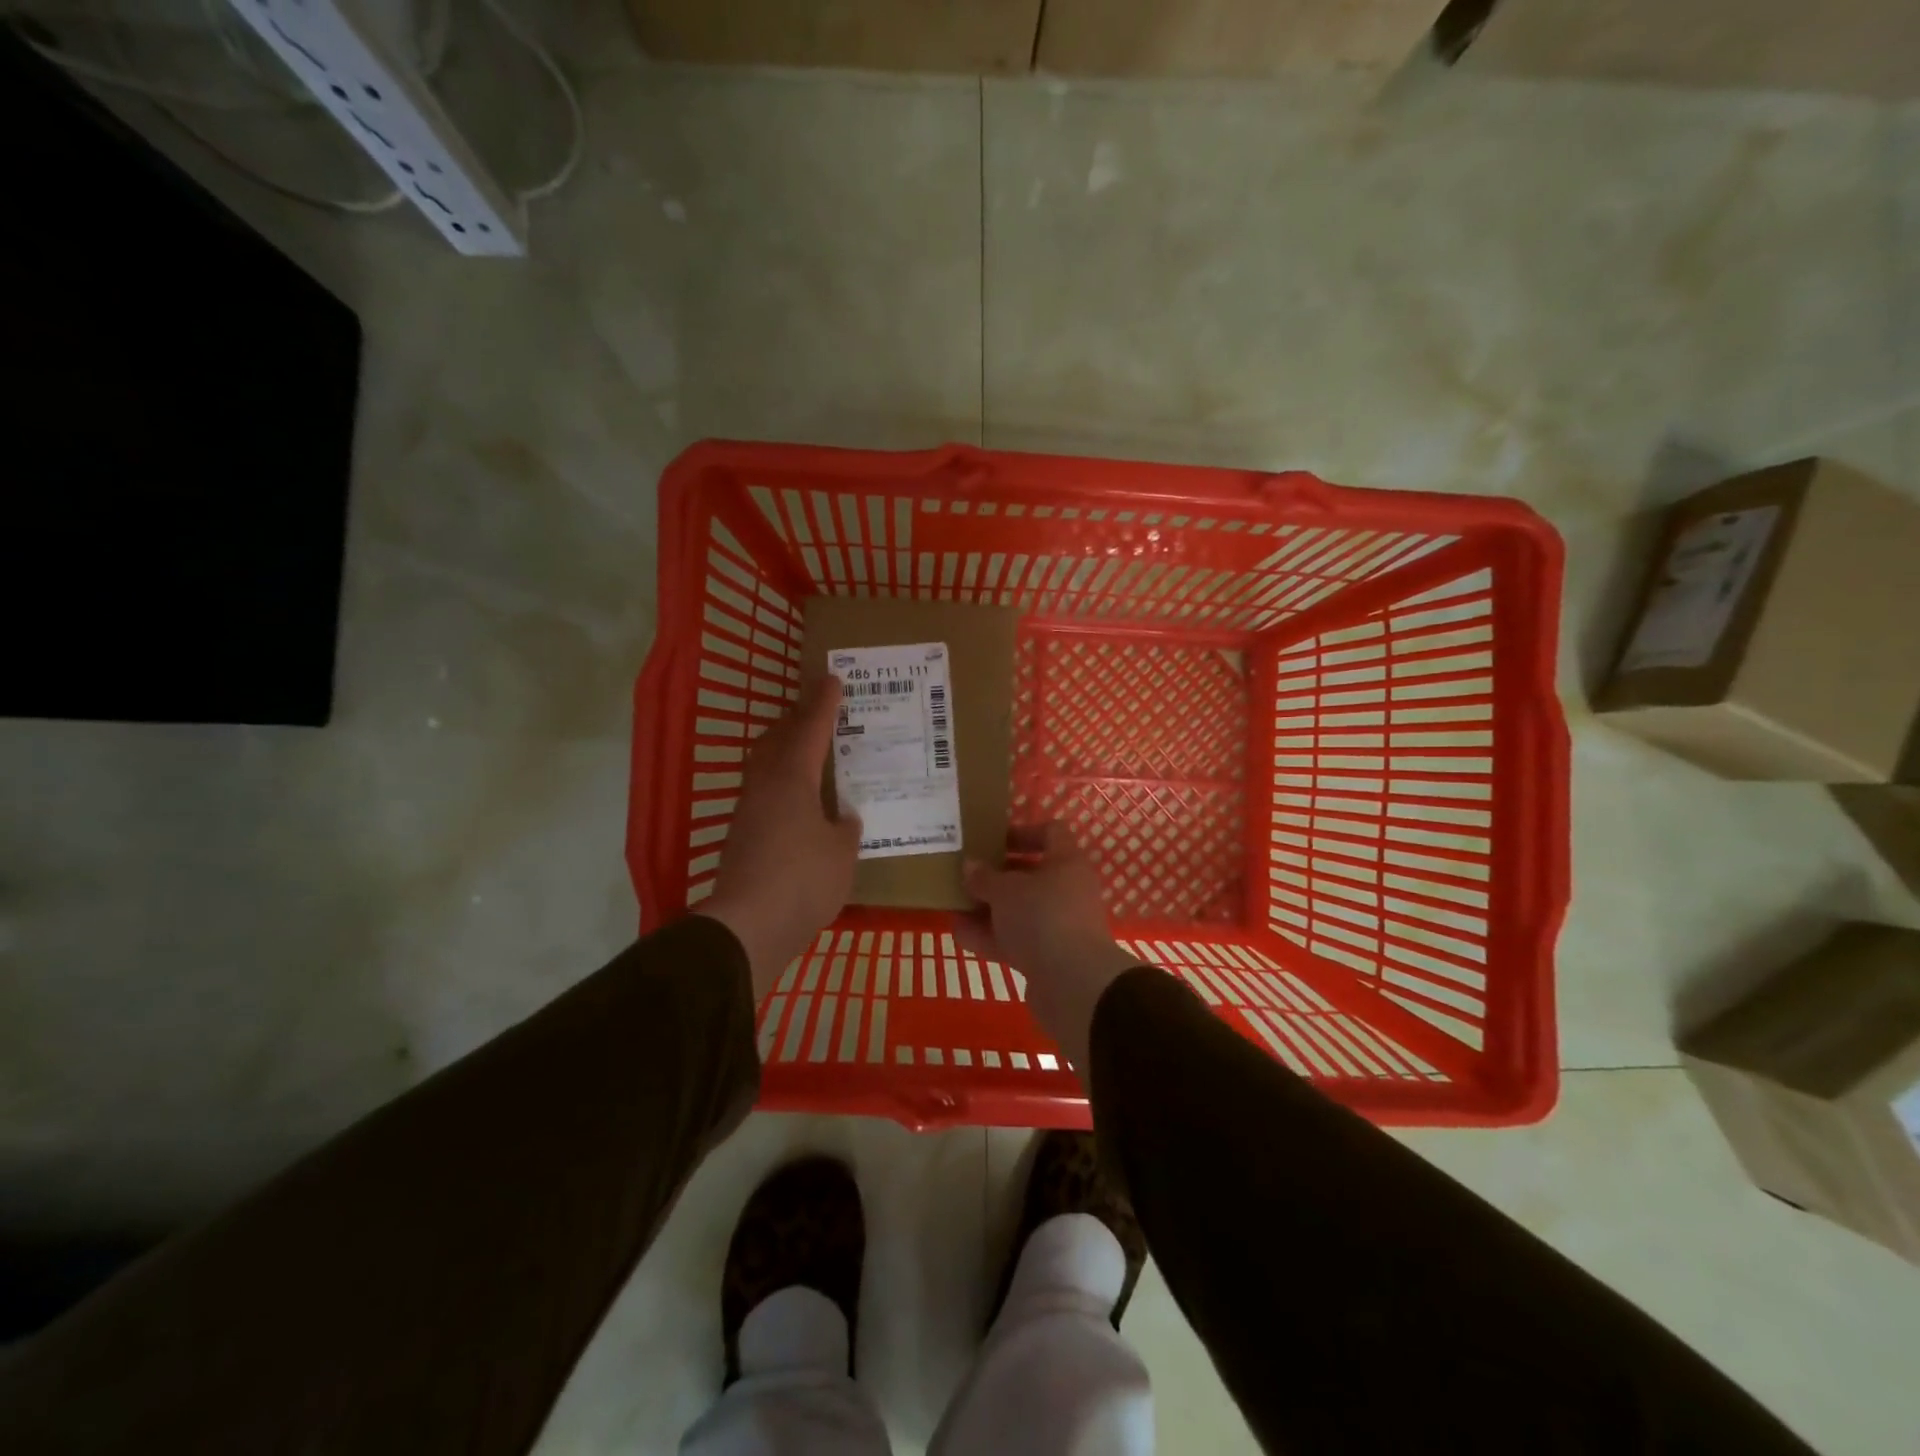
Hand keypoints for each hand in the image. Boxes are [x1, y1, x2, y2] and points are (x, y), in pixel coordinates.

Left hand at [699, 677, 861, 1001]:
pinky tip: (798, 802)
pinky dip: (782, 783)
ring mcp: (748, 811)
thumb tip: (843, 816)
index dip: (824, 703)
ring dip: (784, 750)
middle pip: (777, 740)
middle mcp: (765, 786)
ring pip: (765, 765)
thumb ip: (845, 828)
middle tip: (817, 711)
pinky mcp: (741, 836)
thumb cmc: (804, 880)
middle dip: (796, 721)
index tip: (832, 678)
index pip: (811, 729)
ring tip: (808, 752)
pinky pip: (764, 792)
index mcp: (793, 779)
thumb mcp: (841, 853)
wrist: (748, 926)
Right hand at [954, 823, 1140, 1075]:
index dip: (1021, 832)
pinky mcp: (1049, 956)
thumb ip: (984, 877)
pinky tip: (959, 934)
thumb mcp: (1005, 891)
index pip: (1050, 833)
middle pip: (1030, 874)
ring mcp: (1059, 924)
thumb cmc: (1041, 917)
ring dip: (989, 908)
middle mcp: (1068, 890)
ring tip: (954, 904)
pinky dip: (990, 936)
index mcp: (1067, 862)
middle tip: (966, 873)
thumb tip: (970, 866)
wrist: (1072, 984)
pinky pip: (1016, 938)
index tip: (991, 839)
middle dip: (996, 875)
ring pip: (1020, 909)